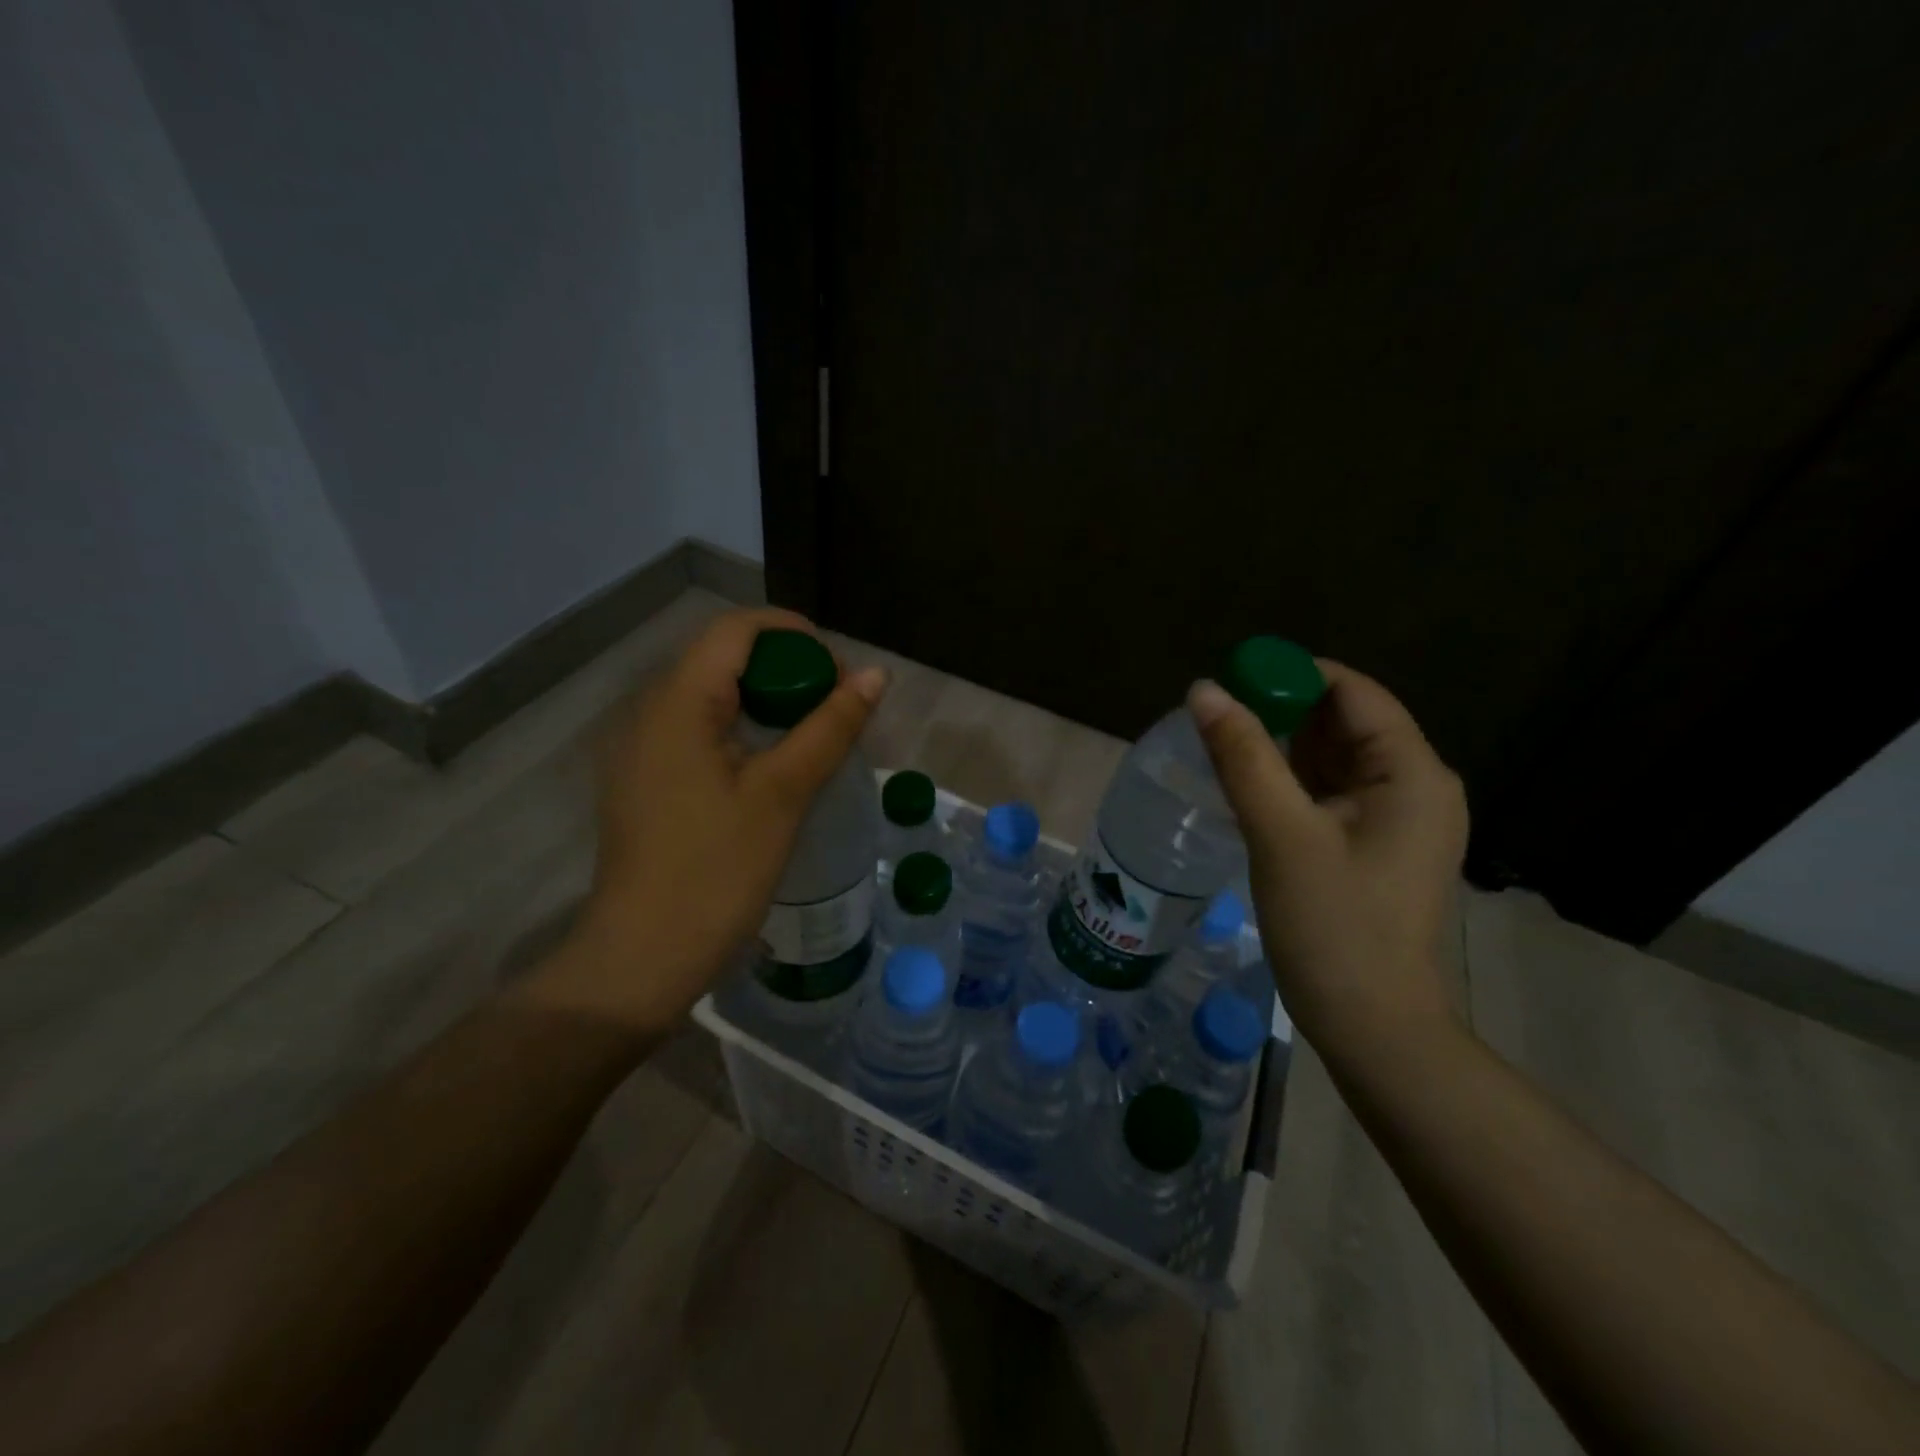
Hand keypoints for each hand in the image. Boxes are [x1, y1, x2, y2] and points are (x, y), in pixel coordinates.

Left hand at [528, 609, 887, 1030]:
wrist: (643, 959)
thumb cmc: (716, 871)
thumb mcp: (782, 794)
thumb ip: (829, 728)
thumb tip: (875, 675)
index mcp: (676, 704)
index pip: (734, 630)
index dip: (792, 632)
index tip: (839, 667)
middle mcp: (649, 714)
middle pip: (721, 658)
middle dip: (785, 667)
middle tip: (835, 703)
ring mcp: (642, 751)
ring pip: (710, 696)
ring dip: (766, 699)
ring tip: (814, 730)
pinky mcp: (646, 783)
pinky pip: (698, 732)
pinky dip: (742, 730)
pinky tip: (773, 764)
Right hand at [1189, 660, 1467, 1050]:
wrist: (1372, 1027)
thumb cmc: (1333, 927)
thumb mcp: (1281, 834)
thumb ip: (1243, 756)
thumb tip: (1204, 689)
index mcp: (1412, 773)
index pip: (1353, 692)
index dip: (1292, 675)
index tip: (1231, 678)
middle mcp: (1417, 785)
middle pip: (1345, 721)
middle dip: (1283, 711)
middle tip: (1217, 717)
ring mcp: (1399, 818)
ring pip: (1334, 758)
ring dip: (1283, 746)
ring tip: (1224, 745)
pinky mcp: (1377, 845)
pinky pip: (1331, 791)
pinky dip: (1292, 780)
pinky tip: (1250, 785)